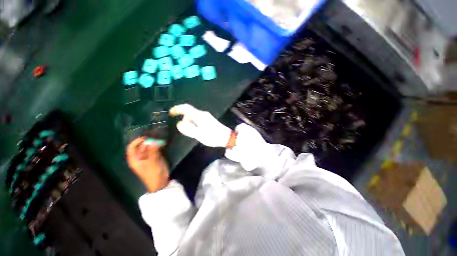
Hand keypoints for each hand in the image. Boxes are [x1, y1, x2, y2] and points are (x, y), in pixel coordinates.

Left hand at [126, 137, 169, 192]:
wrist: (160, 182)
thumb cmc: (153, 174)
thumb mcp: (152, 162)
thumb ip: (153, 151)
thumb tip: (154, 141)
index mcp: (134, 159)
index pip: (132, 147)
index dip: (137, 141)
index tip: (146, 137)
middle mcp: (140, 157)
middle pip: (141, 146)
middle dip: (148, 142)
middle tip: (156, 138)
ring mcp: (147, 157)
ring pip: (149, 147)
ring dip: (154, 143)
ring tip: (160, 140)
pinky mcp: (154, 158)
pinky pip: (155, 150)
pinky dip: (158, 146)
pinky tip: (162, 144)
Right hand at [169, 104, 232, 147]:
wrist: (226, 137)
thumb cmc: (213, 136)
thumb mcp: (199, 134)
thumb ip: (188, 129)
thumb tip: (179, 123)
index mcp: (199, 115)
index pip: (186, 108)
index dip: (177, 109)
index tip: (170, 113)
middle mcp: (202, 114)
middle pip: (189, 113)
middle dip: (184, 120)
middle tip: (186, 131)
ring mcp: (206, 117)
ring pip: (193, 117)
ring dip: (190, 124)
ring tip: (194, 133)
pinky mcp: (208, 120)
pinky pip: (197, 120)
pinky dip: (194, 124)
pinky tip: (198, 132)